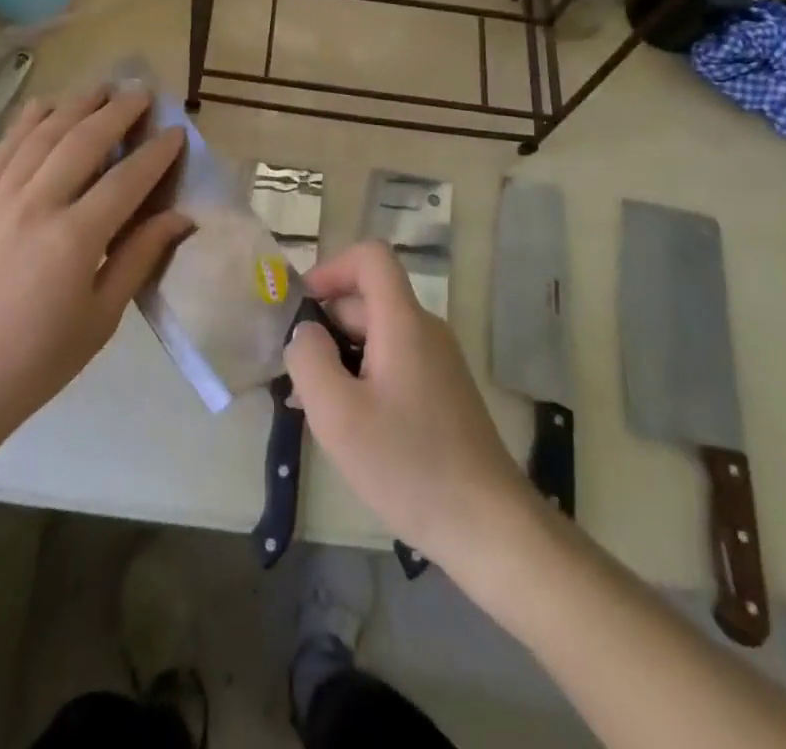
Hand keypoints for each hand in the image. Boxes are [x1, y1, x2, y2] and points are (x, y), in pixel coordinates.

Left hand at [0, 84, 188, 448]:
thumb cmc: (33, 364)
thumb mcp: (100, 320)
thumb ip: (139, 259)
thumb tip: (180, 217)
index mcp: (75, 239)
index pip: (127, 179)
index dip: (156, 153)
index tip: (176, 132)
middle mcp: (36, 205)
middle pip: (84, 141)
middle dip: (119, 111)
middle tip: (142, 93)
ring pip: (42, 134)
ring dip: (75, 105)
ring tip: (101, 87)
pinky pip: (2, 149)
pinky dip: (27, 121)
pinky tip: (45, 104)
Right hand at [286, 241, 533, 569]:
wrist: (490, 528)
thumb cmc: (409, 465)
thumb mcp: (338, 415)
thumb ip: (309, 359)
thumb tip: (305, 331)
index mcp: (403, 322)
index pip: (370, 257)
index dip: (331, 269)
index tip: (302, 309)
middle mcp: (424, 330)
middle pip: (367, 301)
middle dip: (325, 327)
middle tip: (296, 377)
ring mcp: (437, 362)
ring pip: (377, 336)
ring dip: (340, 358)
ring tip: (313, 407)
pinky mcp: (442, 392)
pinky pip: (394, 364)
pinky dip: (363, 379)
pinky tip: (347, 425)